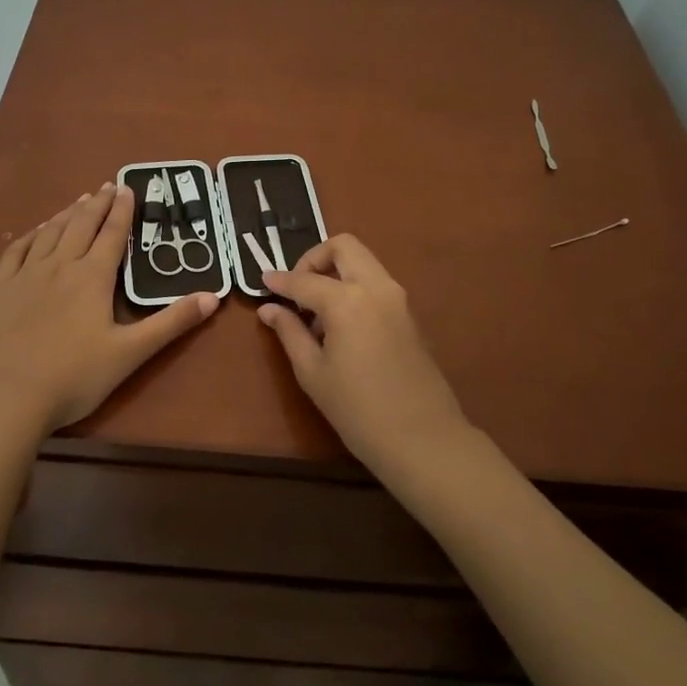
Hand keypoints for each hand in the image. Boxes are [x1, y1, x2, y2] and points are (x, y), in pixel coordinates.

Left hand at [0, 183, 218, 434]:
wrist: (8, 397)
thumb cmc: (75, 377)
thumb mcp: (131, 353)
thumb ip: (172, 323)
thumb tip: (213, 297)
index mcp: (93, 277)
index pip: (112, 234)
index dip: (123, 210)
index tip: (128, 188)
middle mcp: (60, 265)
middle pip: (81, 225)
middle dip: (97, 203)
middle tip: (108, 186)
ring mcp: (26, 275)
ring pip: (50, 232)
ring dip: (67, 213)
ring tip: (79, 200)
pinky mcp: (0, 289)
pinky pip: (17, 250)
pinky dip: (32, 234)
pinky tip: (36, 231)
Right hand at [260, 235, 469, 471]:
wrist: (423, 439)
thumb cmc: (358, 410)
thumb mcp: (312, 373)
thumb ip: (289, 332)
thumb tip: (269, 309)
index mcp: (347, 301)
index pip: (304, 280)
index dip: (280, 281)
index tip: (263, 283)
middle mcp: (376, 287)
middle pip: (344, 246)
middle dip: (314, 258)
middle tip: (297, 289)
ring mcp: (398, 299)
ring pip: (363, 262)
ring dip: (336, 272)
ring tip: (316, 313)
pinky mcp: (409, 314)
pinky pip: (376, 283)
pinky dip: (354, 288)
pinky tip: (341, 326)